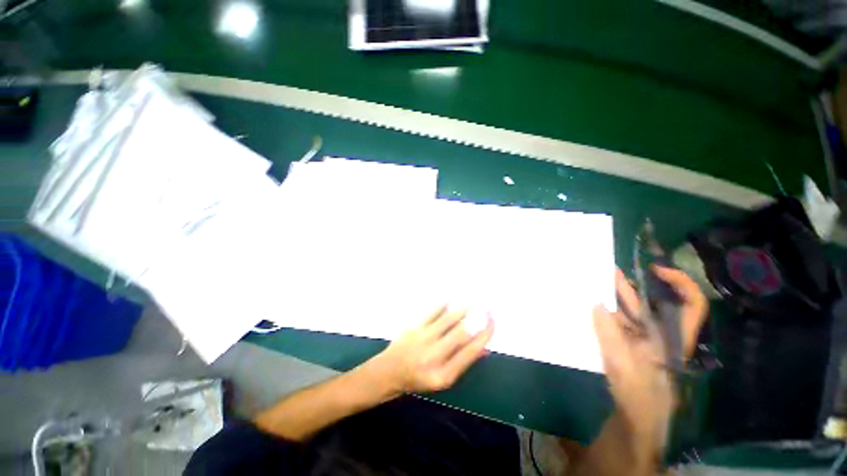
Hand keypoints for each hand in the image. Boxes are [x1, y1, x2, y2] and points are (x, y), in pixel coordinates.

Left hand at [369, 305, 493, 395]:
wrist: (390, 371)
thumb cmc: (419, 378)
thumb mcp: (443, 379)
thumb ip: (463, 363)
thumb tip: (484, 347)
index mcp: (444, 374)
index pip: (470, 352)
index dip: (484, 335)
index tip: (492, 322)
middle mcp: (434, 356)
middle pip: (461, 333)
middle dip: (477, 319)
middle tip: (487, 308)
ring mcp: (423, 338)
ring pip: (448, 319)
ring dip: (463, 308)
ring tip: (474, 301)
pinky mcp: (414, 326)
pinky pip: (432, 311)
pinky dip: (443, 304)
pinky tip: (451, 298)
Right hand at [593, 267, 707, 438]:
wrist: (635, 417)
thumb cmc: (638, 394)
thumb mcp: (623, 363)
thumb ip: (608, 333)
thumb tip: (596, 304)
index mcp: (671, 337)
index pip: (690, 305)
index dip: (679, 283)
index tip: (654, 269)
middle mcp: (660, 333)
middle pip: (654, 303)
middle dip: (634, 285)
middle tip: (610, 270)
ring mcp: (643, 338)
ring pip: (633, 311)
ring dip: (617, 296)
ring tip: (596, 280)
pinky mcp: (628, 343)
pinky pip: (618, 321)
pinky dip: (607, 311)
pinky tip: (592, 305)